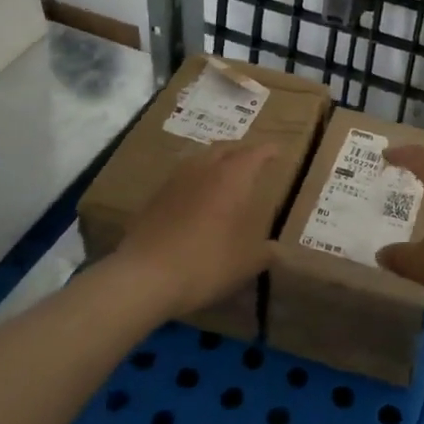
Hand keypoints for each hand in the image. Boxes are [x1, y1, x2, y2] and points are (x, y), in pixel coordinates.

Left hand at [113, 142, 279, 318]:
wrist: (145, 276)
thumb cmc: (206, 262)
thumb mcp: (246, 263)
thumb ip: (265, 252)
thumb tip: (276, 249)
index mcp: (232, 177)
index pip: (255, 153)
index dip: (268, 151)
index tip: (278, 150)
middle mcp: (204, 169)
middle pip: (225, 148)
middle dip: (241, 150)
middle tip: (252, 159)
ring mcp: (175, 180)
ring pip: (200, 159)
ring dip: (215, 161)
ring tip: (223, 174)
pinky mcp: (155, 197)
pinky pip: (182, 178)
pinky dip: (195, 180)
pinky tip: (195, 197)